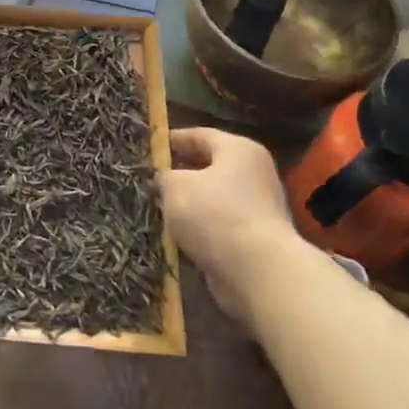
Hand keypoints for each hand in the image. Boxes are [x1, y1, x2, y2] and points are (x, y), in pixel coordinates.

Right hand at [160, 128, 304, 306]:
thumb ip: (164, 176)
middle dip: (179, 174)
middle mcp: (254, 174)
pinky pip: (219, 227)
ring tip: (158, 209)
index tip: (148, 148)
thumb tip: (164, 178)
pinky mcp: (256, 240)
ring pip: (213, 199)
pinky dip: (200, 230)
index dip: (172, 140)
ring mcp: (259, 209)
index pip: (199, 135)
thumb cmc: (215, 215)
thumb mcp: (175, 186)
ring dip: (188, 205)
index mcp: (239, 150)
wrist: (259, 273)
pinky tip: (176, 237)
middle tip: (150, 180)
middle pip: (209, 167)